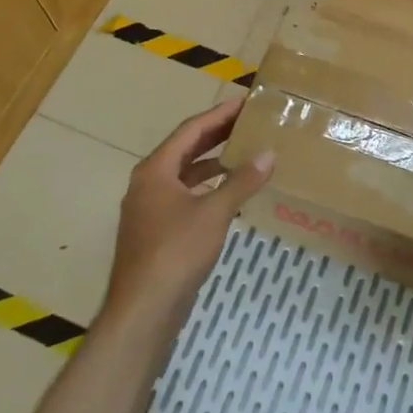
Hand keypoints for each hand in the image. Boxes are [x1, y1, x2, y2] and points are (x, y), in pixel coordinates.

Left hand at [102, 97, 273, 337]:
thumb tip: (269, 154)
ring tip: (243, 153)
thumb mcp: (214, 212)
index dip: (218, 114)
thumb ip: (242, 181)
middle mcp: (147, 183)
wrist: (143, 310)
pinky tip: (228, 194)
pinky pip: (183, 196)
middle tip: (247, 122)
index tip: (244, 102)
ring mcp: (148, 209)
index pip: (190, 130)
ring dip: (211, 162)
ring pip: (184, 174)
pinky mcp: (155, 232)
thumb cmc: (176, 251)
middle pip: (185, 149)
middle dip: (216, 134)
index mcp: (155, 170)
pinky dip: (206, 188)